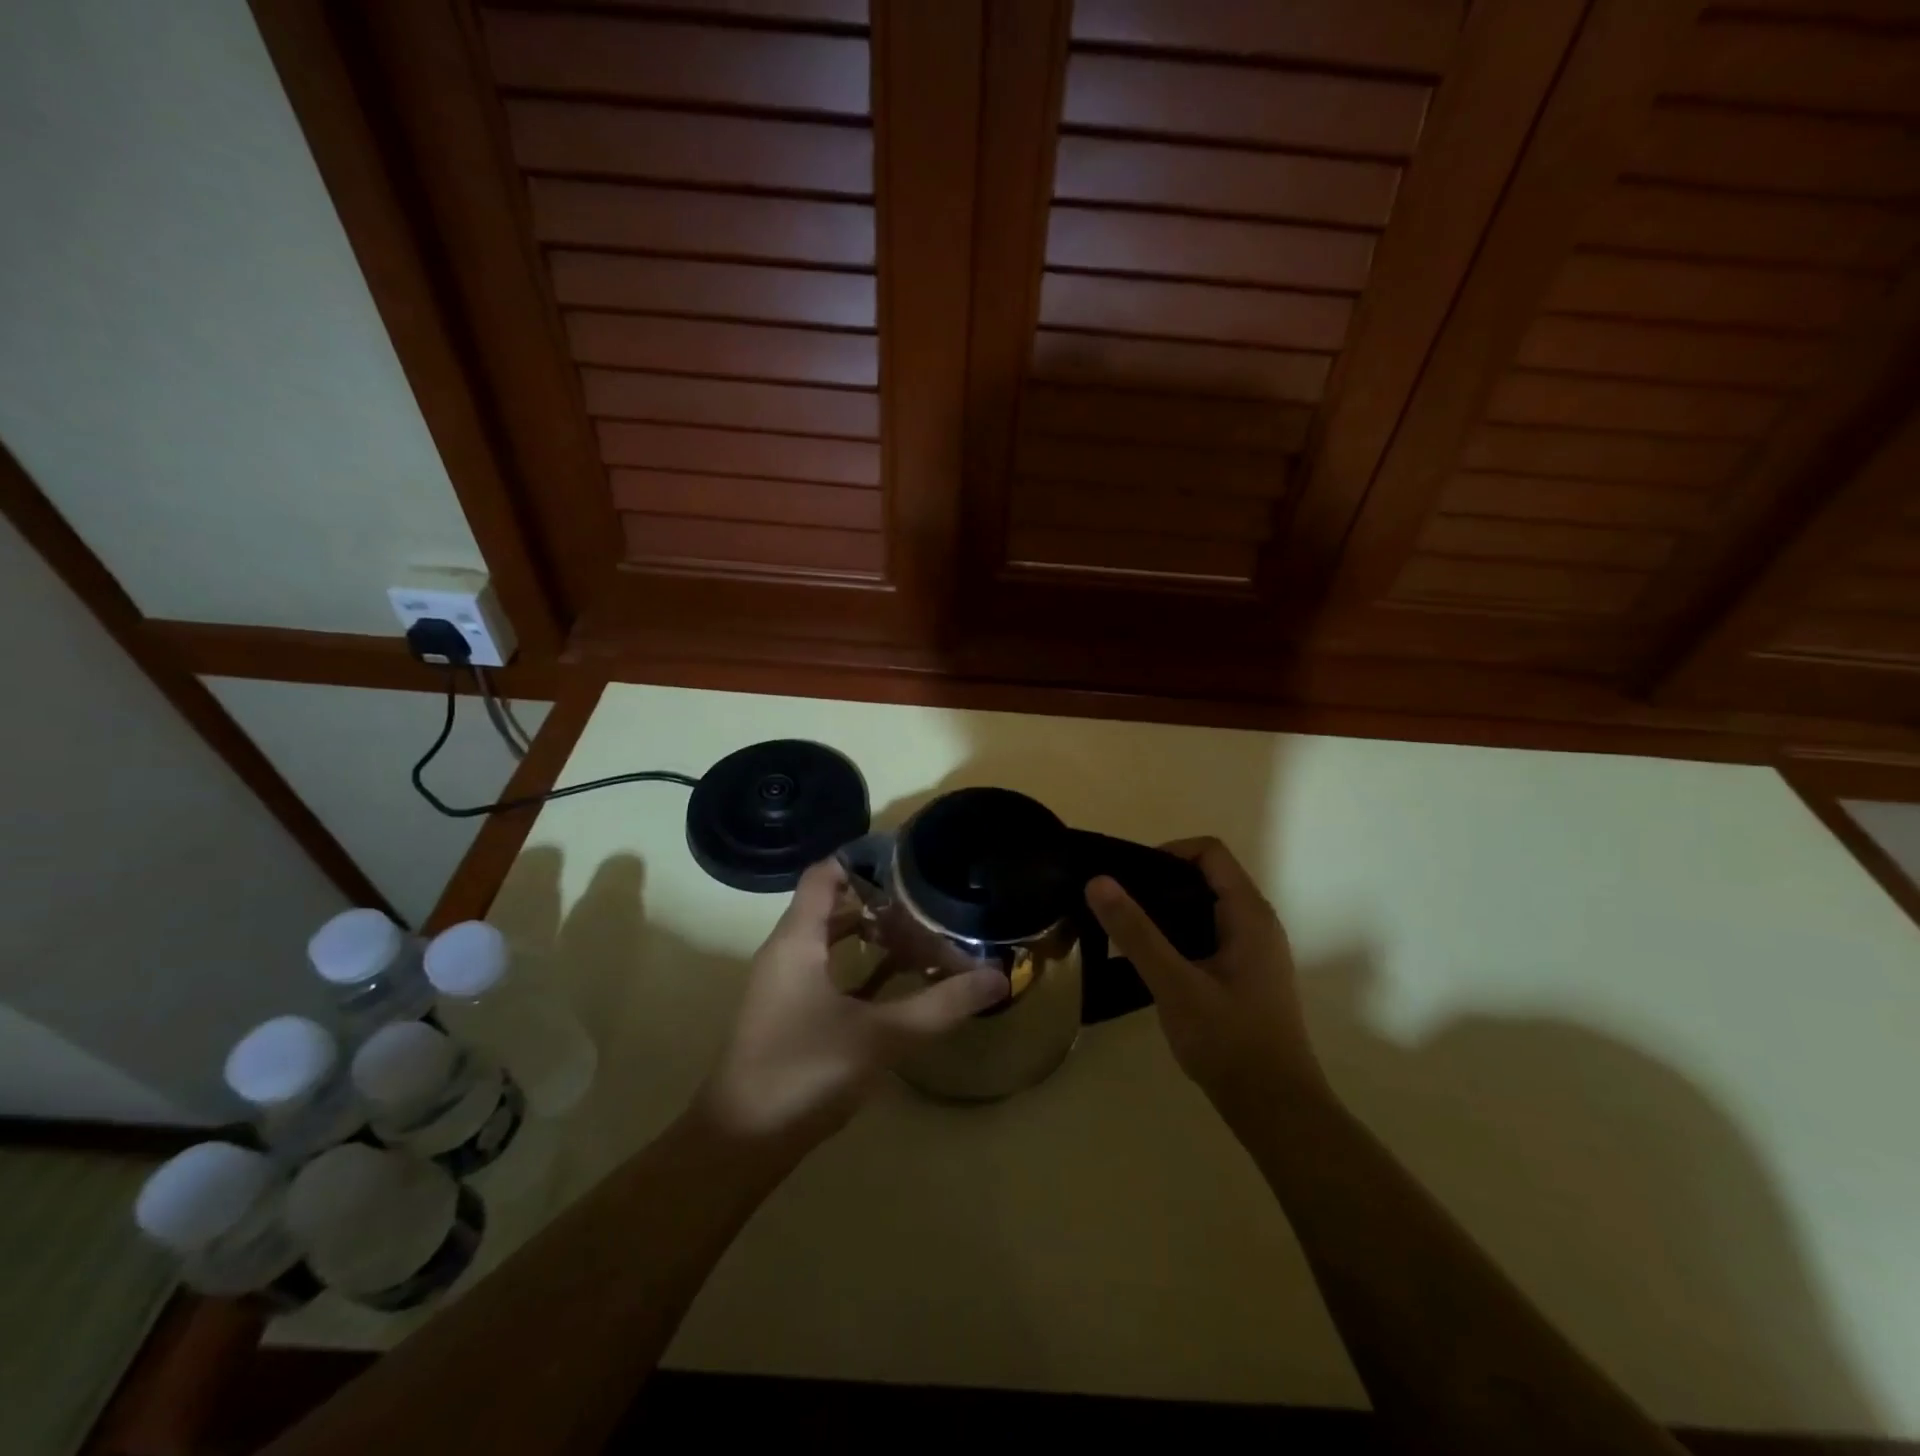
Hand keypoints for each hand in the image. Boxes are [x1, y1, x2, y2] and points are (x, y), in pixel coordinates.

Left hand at [700, 859, 1007, 1148]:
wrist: (739, 1145)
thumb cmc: (804, 1073)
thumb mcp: (881, 1037)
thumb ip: (941, 1005)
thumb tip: (998, 976)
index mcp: (798, 939)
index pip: (826, 873)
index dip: (865, 858)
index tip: (912, 860)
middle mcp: (787, 952)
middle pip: (833, 905)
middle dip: (880, 899)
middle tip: (930, 900)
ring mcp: (784, 985)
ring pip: (831, 941)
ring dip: (872, 935)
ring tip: (922, 935)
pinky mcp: (788, 1014)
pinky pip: (828, 972)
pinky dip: (861, 968)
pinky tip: (899, 983)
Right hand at [1086, 838, 1326, 1120]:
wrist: (1276, 1109)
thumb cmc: (1228, 1041)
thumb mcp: (1174, 984)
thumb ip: (1136, 932)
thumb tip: (1098, 881)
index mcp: (1249, 914)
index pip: (1210, 852)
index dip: (1168, 852)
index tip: (1130, 877)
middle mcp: (1258, 923)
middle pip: (1207, 877)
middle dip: (1161, 882)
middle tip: (1119, 904)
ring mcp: (1256, 951)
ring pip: (1207, 908)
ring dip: (1168, 910)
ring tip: (1128, 931)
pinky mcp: (1248, 975)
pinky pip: (1211, 935)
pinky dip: (1180, 935)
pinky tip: (1153, 963)